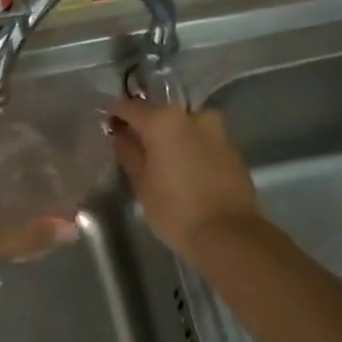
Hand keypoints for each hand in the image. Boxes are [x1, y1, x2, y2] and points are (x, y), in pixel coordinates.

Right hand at [107, 99, 261, 259]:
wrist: (229, 234)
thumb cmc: (175, 209)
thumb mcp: (142, 183)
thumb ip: (128, 153)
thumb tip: (120, 136)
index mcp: (164, 120)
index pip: (130, 107)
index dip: (116, 116)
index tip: (108, 128)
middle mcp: (193, 116)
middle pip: (160, 115)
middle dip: (146, 129)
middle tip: (134, 151)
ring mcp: (217, 131)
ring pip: (184, 128)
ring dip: (171, 139)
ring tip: (161, 163)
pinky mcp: (232, 149)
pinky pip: (202, 142)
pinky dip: (190, 150)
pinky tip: (184, 172)